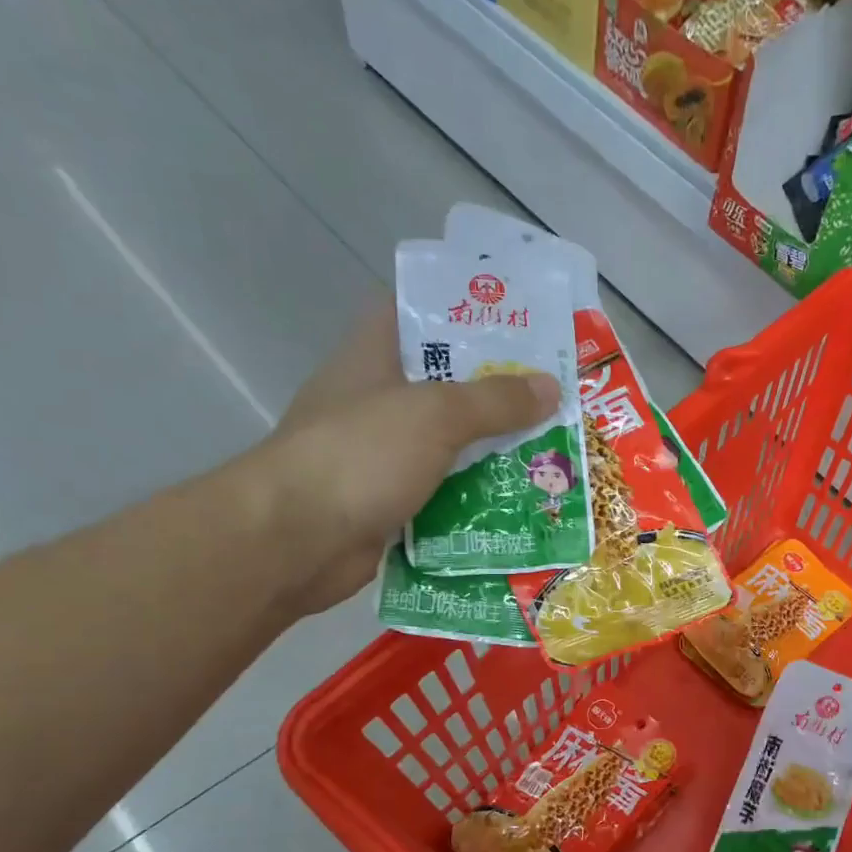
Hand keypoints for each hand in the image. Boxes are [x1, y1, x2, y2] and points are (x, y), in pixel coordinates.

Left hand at [236, 309, 559, 615]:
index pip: (415, 312)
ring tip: (552, 450)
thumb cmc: (360, 455)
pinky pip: (444, 493)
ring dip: (493, 451)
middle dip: (497, 391)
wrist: (295, 542)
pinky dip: (475, 498)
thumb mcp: (435, 415)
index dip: (462, 310)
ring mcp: (381, 456)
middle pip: (445, 385)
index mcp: (373, 357)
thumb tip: (550, 387)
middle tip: (555, 394)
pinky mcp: (389, 503)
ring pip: (449, 444)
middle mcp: (377, 402)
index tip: (516, 321)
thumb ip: (495, 400)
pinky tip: (520, 501)